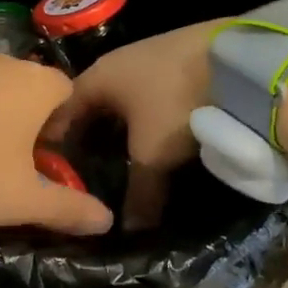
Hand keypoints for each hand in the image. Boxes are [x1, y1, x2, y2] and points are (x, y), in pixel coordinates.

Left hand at [0, 53, 113, 234]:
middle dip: (26, 114)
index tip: (47, 155)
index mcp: (35, 83)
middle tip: (11, 157)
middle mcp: (2, 61)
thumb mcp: (24, 199)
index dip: (62, 122)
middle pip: (27, 84)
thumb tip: (107, 219)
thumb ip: (69, 207)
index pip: (66, 90)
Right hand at [42, 21, 226, 228]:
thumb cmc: (175, 102)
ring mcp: (150, 57)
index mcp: (99, 75)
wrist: (234, 60)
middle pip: (94, 102)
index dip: (56, 138)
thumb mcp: (152, 153)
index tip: (53, 167)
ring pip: (125, 97)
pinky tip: (159, 133)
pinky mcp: (179, 59)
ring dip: (123, 124)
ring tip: (124, 156)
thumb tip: (131, 230)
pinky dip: (149, 114)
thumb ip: (138, 192)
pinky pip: (151, 92)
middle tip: (88, 168)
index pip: (63, 107)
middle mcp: (118, 61)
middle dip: (91, 133)